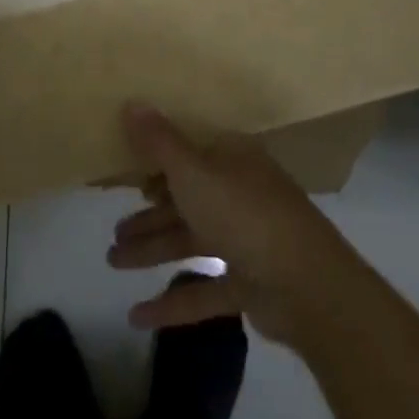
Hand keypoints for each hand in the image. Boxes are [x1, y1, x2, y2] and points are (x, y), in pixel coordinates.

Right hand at [106, 102, 364, 348]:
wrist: (307, 285)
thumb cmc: (244, 214)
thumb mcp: (193, 172)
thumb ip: (159, 142)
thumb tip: (131, 102)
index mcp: (233, 161)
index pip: (191, 155)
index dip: (159, 164)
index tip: (128, 177)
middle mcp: (241, 194)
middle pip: (187, 201)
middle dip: (149, 216)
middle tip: (113, 231)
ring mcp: (248, 240)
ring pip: (192, 242)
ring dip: (152, 251)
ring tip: (112, 262)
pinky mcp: (251, 283)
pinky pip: (205, 289)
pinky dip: (173, 302)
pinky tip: (137, 316)